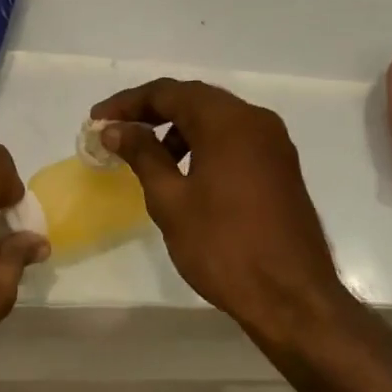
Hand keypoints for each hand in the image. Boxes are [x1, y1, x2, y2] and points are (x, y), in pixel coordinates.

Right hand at [91, 80, 348, 341]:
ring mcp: (273, 143)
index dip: (128, 103)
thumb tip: (116, 129)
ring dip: (179, 127)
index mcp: (228, 121)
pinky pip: (235, 138)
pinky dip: (204, 142)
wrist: (293, 299)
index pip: (168, 93)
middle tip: (116, 129)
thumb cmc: (224, 247)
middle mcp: (255, 120)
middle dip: (152, 110)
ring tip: (148, 155)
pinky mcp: (281, 166)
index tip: (97, 120)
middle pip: (194, 99)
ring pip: (216, 118)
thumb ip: (142, 155)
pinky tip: (186, 171)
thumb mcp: (171, 200)